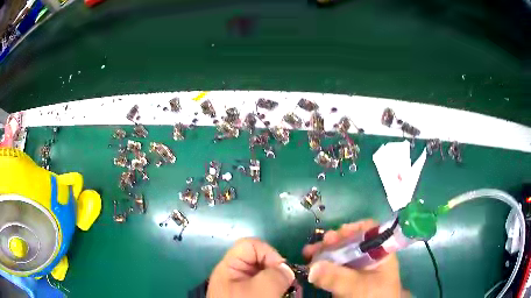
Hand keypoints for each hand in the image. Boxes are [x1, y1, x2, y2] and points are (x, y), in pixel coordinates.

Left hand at [207, 238, 294, 297]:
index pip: (251, 245)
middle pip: (262, 261)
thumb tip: (285, 270)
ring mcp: (246, 288)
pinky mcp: (255, 297)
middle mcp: (237, 275)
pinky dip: (281, 292)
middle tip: (292, 286)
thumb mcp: (261, 290)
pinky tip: (289, 297)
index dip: (269, 253)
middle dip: (281, 272)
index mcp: (231, 268)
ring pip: (270, 277)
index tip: (281, 270)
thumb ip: (276, 273)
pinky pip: (270, 289)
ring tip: (294, 294)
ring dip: (284, 284)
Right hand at [303, 220, 406, 297]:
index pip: (369, 231)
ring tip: (307, 253)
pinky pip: (334, 268)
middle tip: (315, 246)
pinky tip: (310, 267)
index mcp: (380, 253)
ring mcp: (357, 269)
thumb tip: (311, 267)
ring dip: (323, 252)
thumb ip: (337, 277)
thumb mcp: (357, 287)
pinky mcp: (347, 279)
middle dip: (332, 242)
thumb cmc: (373, 297)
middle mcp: (369, 257)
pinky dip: (322, 266)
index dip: (351, 229)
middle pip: (351, 241)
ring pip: (340, 254)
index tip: (333, 236)